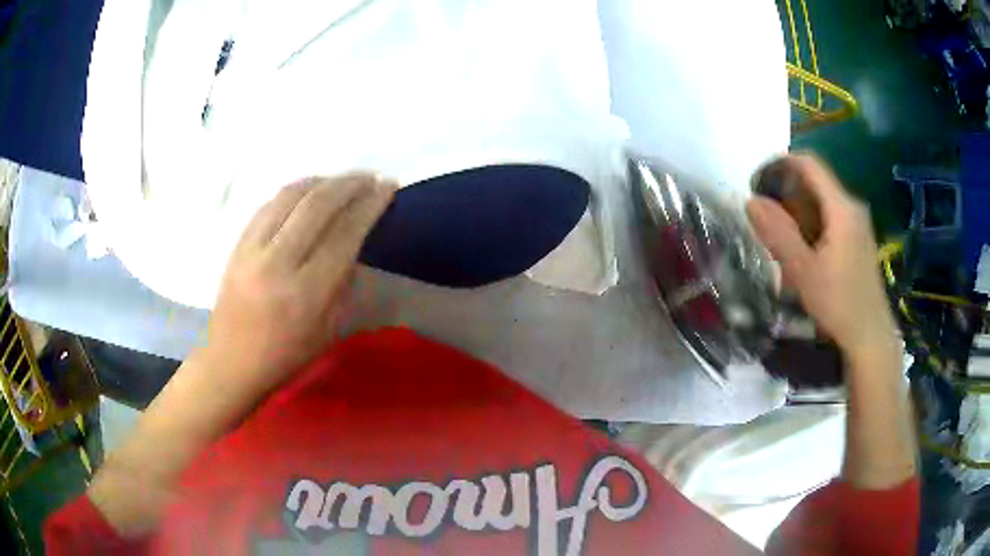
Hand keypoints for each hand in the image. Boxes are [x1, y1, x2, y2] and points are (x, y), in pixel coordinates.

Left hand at [204, 173, 395, 391]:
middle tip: (370, 176)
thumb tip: (355, 239)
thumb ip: (345, 282)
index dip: (370, 205)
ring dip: (322, 180)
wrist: (231, 361)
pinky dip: (295, 190)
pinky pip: (270, 203)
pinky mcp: (238, 243)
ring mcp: (253, 249)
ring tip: (343, 179)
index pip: (344, 234)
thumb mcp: (329, 329)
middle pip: (318, 205)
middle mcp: (278, 263)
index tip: (388, 186)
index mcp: (306, 294)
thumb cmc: (286, 355)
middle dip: (350, 183)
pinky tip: (309, 189)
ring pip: (291, 196)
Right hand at [746, 155, 898, 359]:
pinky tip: (803, 250)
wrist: (870, 337)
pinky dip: (811, 223)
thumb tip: (751, 201)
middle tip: (765, 216)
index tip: (758, 182)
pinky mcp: (859, 240)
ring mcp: (858, 224)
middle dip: (787, 191)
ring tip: (780, 235)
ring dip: (798, 210)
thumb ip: (778, 234)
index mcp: (842, 208)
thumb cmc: (839, 304)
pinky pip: (830, 217)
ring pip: (822, 201)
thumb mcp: (803, 272)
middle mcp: (852, 207)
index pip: (809, 164)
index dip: (780, 164)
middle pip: (815, 182)